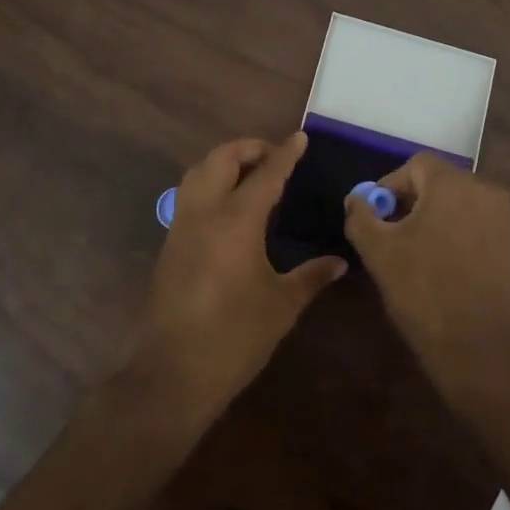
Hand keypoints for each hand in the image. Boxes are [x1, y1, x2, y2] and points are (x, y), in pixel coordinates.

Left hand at [141, 133, 346, 415]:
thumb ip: (311, 276)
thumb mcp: (283, 305)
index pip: (266, 174)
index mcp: (237, 221)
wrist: (176, 371)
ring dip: (224, 162)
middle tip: (274, 156)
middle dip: (248, 148)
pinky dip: (210, 184)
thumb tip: (339, 262)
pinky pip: (189, 196)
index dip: (285, 154)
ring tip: (250, 174)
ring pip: (198, 172)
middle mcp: (205, 213)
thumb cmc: (236, 336)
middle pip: (221, 159)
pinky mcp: (170, 244)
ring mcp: (181, 226)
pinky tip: (228, 207)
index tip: (300, 138)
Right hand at [344, 154, 509, 409]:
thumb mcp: (379, 252)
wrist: (479, 348)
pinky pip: (472, 224)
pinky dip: (451, 233)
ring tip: (409, 252)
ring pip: (455, 204)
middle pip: (438, 182)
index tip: (374, 215)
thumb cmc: (424, 291)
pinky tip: (436, 265)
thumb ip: (361, 216)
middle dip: (409, 201)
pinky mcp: (509, 245)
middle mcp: (484, 192)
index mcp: (454, 185)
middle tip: (387, 233)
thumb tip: (356, 199)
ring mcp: (502, 219)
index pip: (415, 165)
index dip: (388, 185)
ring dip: (429, 218)